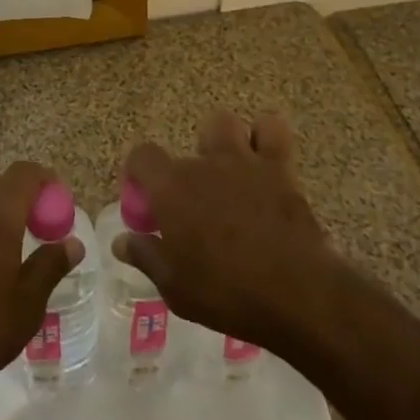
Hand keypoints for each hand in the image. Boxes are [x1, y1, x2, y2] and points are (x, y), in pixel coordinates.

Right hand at [114, 110, 337, 352]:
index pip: (142, 156)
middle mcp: (204, 164)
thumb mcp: (175, 287)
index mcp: (172, 188)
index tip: (145, 198)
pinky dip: (265, 138)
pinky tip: (264, 162)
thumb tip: (121, 241)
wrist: (297, 295)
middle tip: (198, 197)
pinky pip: (271, 131)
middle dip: (192, 162)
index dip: (139, 172)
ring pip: (225, 123)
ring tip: (230, 171)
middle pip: (186, 142)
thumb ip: (146, 257)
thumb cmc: (227, 294)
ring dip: (225, 141)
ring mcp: (243, 161)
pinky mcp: (280, 169)